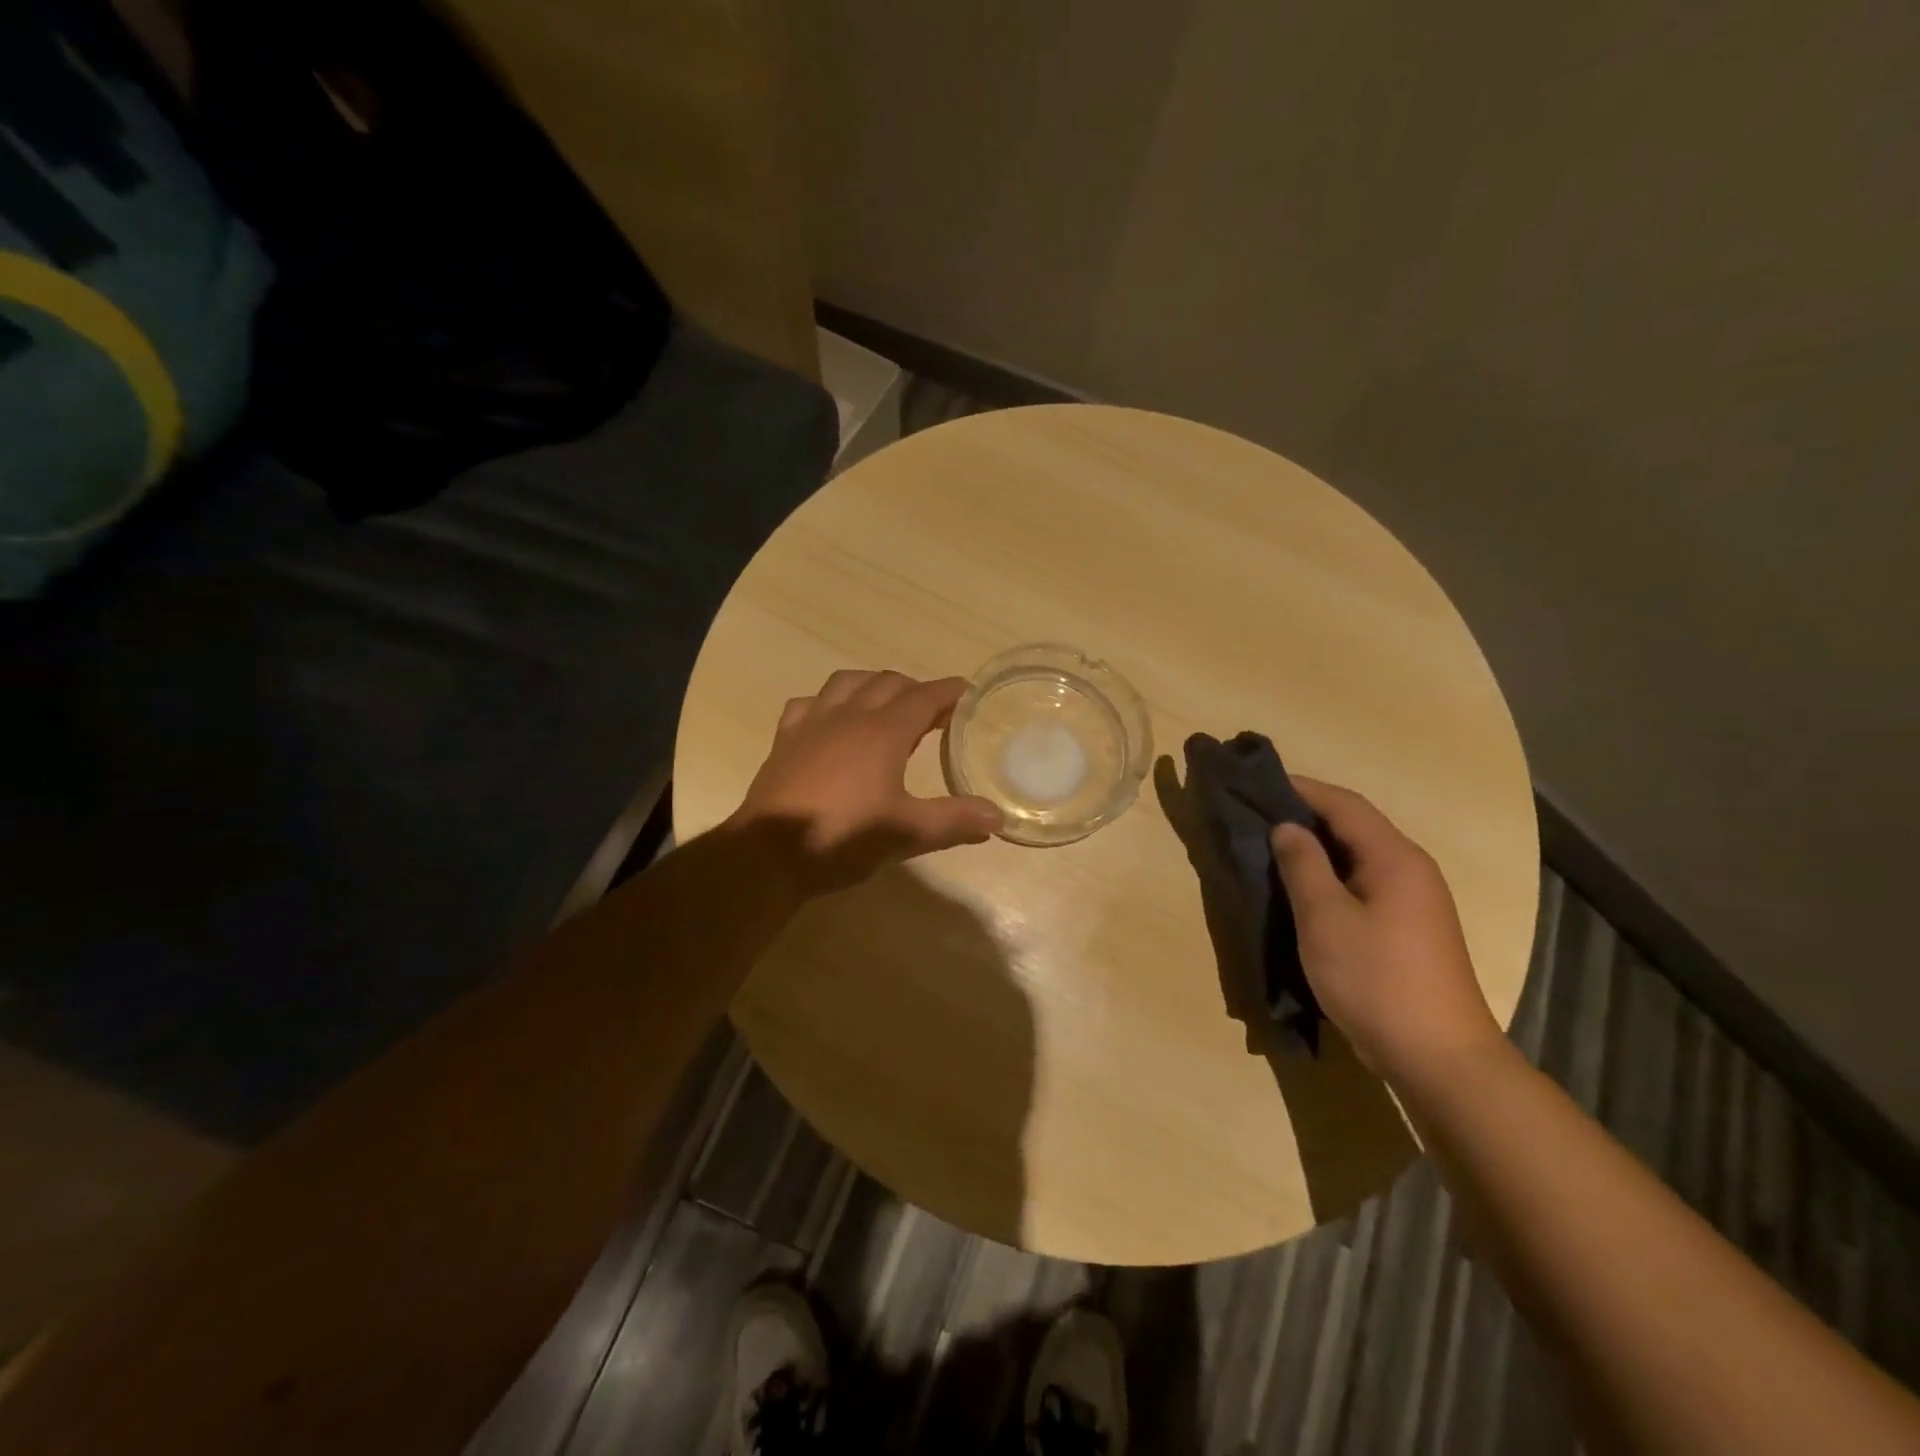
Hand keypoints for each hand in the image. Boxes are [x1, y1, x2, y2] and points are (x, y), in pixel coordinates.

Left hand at [727, 670, 1003, 895]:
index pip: (924, 697)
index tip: (966, 691)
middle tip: (933, 710)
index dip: (948, 692)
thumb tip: (998, 817)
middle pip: (887, 682)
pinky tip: (831, 720)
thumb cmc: (844, 837)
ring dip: (872, 685)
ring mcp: (812, 723)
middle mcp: (849, 716)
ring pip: (846, 682)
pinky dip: (828, 702)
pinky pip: (808, 703)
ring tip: (885, 704)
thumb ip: (955, 820)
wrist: (769, 854)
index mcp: (883, 731)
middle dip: (915, 689)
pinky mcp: (785, 740)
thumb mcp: (908, 833)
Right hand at [1270, 779, 1505, 1082]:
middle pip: (1355, 826)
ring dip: (1317, 848)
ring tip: (1272, 849)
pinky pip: (1364, 884)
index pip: (1345, 804)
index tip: (1259, 783)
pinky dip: (1331, 876)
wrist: (1438, 1056)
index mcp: (1395, 858)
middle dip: (1307, 815)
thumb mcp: (1325, 918)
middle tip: (1258, 816)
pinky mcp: (1409, 928)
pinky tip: (1304, 890)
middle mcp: (1411, 870)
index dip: (1302, 789)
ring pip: (1359, 857)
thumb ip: (1303, 865)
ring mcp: (1415, 901)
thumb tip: (1287, 827)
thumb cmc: (1376, 979)